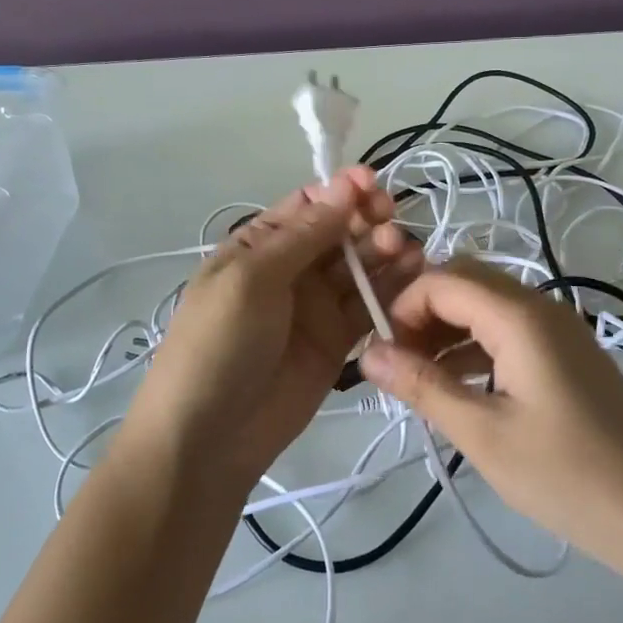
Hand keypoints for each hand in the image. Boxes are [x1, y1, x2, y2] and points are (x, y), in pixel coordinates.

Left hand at [128, 169, 420, 493]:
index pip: (307, 206)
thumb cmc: (218, 344)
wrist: (208, 439)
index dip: (340, 191)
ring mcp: (315, 306)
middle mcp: (290, 269)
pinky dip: (391, 291)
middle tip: (392, 220)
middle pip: (338, 232)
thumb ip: (302, 236)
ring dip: (383, 252)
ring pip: (358, 267)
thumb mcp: (251, 279)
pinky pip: (368, 307)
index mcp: (258, 246)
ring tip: (406, 250)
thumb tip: (343, 187)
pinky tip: (414, 276)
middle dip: (366, 220)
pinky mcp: (337, 341)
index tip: (372, 184)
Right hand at [360, 258, 622, 596]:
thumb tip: (366, 353)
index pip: (442, 279)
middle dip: (421, 312)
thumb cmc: (568, 476)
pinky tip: (459, 387)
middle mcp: (541, 305)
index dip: (401, 307)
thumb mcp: (483, 435)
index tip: (379, 353)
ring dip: (446, 330)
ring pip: (486, 304)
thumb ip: (423, 386)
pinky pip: (509, 330)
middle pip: (465, 281)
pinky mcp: (568, 353)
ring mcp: (559, 328)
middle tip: (397, 364)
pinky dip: (475, 346)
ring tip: (420, 380)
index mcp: (520, 315)